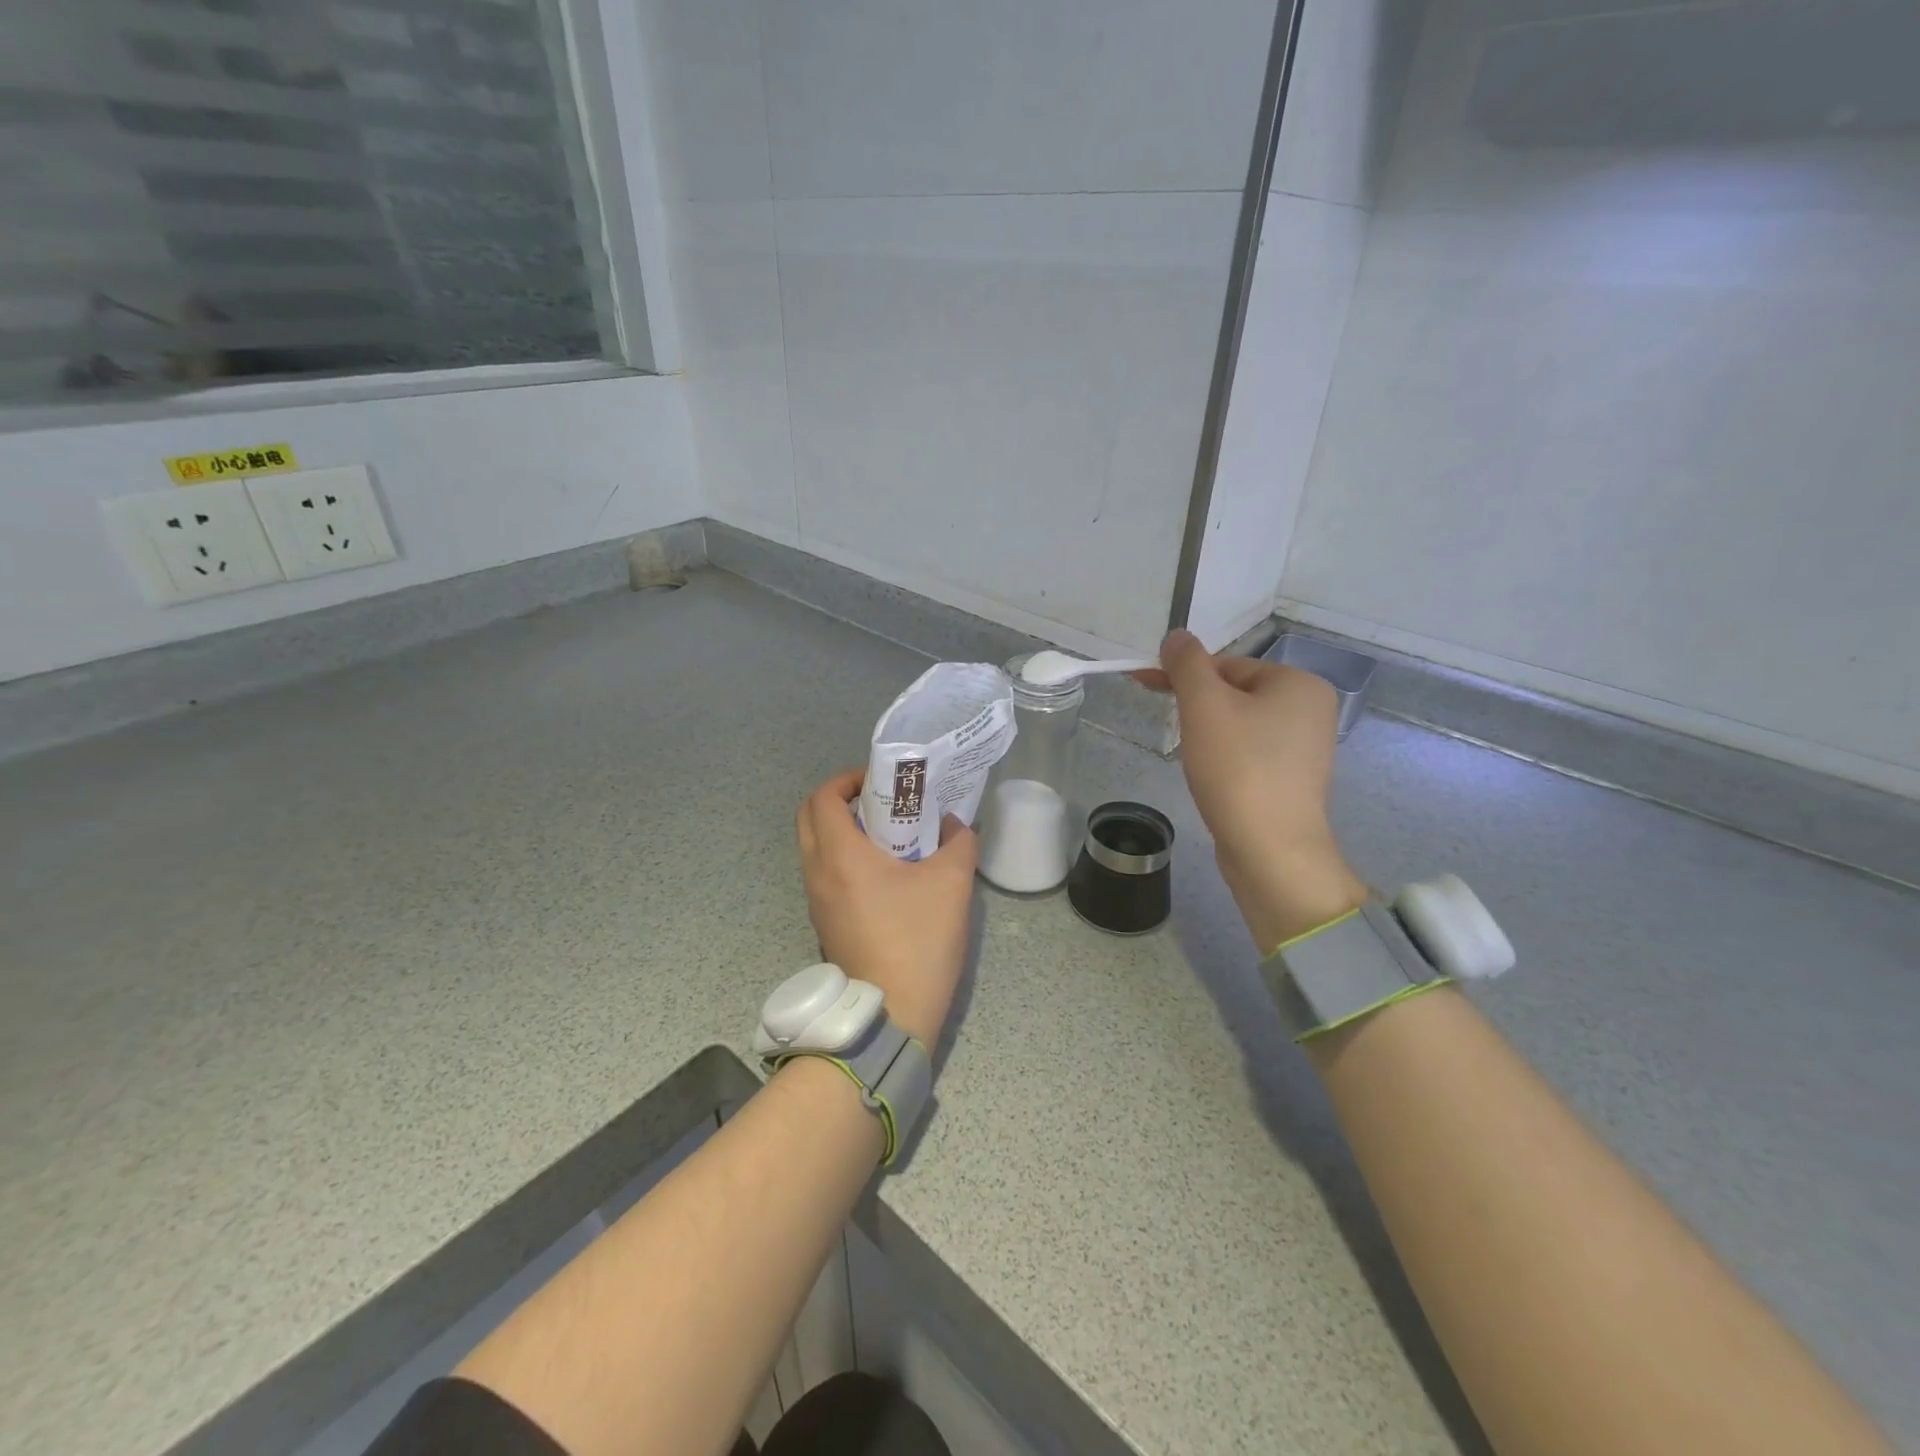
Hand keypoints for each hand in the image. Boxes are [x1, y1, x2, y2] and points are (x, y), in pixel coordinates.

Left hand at [795, 769, 978, 1046]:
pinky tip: (884, 872)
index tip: (879, 780)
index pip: (823, 797)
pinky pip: (824, 874)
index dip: (847, 779)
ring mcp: (816, 901)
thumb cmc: (918, 940)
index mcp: (839, 855)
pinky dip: (844, 858)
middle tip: (880, 801)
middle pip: (809, 818)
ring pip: (815, 847)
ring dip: (842, 830)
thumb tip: (955, 825)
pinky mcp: (824, 923)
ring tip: (887, 834)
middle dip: (840, 800)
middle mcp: (817, 873)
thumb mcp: (952, 883)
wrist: (891, 1013)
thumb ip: (959, 842)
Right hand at [1137, 631, 1368, 951]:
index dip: (1182, 674)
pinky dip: (1225, 758)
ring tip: (1194, 759)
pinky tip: (1212, 777)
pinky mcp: (1293, 780)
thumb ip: (1187, 664)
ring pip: (1239, 724)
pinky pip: (1249, 753)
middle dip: (1196, 707)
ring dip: (1208, 733)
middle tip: (1171, 728)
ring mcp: (1305, 748)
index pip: (1226, 664)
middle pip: (1233, 692)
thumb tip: (1177, 635)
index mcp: (1299, 683)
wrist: (1271, 850)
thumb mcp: (1204, 705)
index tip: (1143, 684)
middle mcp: (1311, 709)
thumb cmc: (1238, 768)